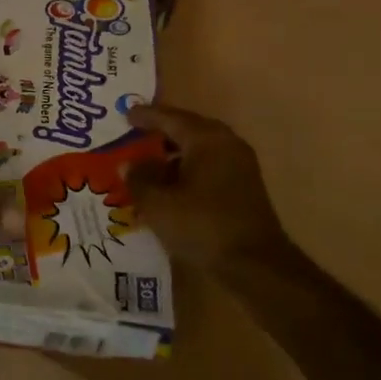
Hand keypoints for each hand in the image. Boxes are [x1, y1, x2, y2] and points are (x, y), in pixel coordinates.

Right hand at [126, 103, 295, 271]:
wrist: (255, 264)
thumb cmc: (203, 226)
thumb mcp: (158, 205)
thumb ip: (139, 179)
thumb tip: (129, 164)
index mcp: (206, 139)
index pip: (170, 118)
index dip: (146, 116)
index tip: (125, 115)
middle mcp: (226, 143)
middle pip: (188, 128)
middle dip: (161, 131)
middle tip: (136, 133)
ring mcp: (240, 164)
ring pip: (200, 148)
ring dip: (174, 152)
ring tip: (149, 161)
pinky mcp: (244, 185)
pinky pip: (210, 164)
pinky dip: (188, 168)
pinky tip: (171, 184)